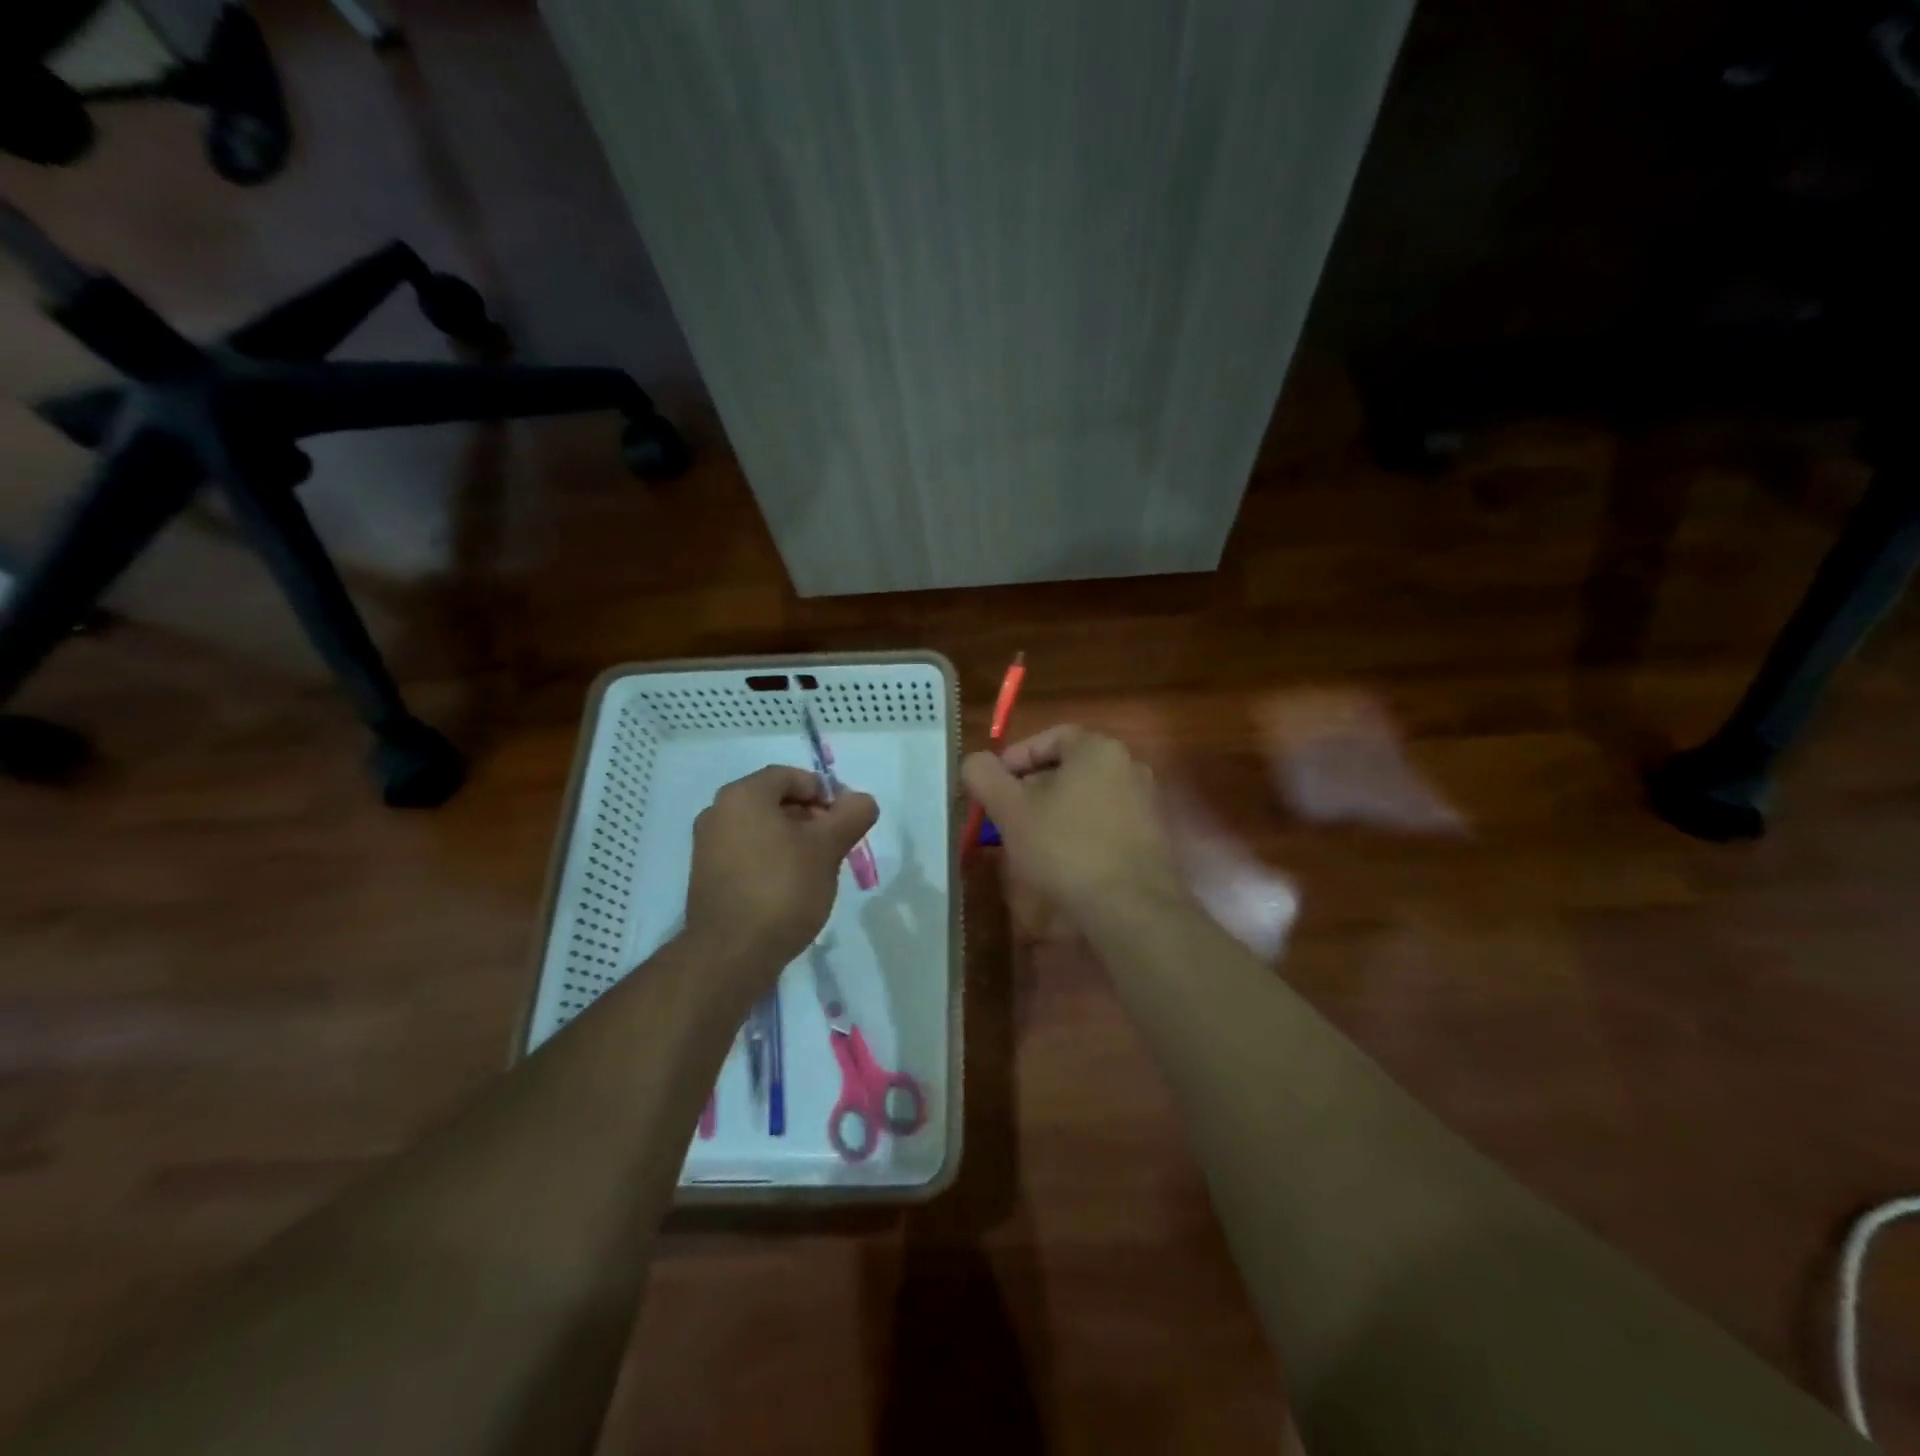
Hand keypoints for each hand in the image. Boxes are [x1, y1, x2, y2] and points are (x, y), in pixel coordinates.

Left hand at [684, 766, 878, 974]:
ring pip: (761, 829)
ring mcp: (707, 846)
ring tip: (818, 868)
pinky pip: (747, 853)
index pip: (790, 777)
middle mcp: (718, 812)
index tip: (846, 819)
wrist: (731, 955)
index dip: (824, 792)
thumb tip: (862, 800)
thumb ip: (852, 815)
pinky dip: (772, 858)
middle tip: (836, 844)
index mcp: (743, 795)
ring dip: (793, 840)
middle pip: (774, 801)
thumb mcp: (828, 848)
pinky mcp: (706, 877)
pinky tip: (791, 886)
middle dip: (811, 817)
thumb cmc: (783, 889)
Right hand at [962, 726, 1186, 934]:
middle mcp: (1129, 767)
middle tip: (1005, 814)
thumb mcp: (1011, 810)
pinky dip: (1079, 833)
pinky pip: (1105, 823)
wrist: (1130, 910)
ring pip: (1086, 798)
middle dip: (1032, 788)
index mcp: (1098, 750)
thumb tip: (975, 762)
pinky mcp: (1152, 838)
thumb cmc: (1066, 848)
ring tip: (1027, 841)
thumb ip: (985, 776)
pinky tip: (1061, 862)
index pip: (1051, 737)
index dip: (1015, 758)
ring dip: (1054, 812)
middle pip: (1069, 768)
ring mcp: (1146, 803)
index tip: (993, 785)